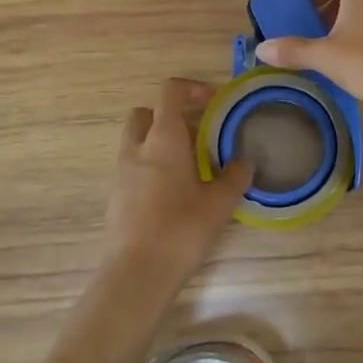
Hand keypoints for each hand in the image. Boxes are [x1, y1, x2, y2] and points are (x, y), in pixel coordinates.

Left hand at [104, 79, 252, 284]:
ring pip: (136, 140)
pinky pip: (133, 167)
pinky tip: (174, 191)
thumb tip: (245, 161)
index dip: (192, 87)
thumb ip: (235, 176)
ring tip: (188, 163)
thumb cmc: (181, 230)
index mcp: (163, 139)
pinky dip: (151, 167)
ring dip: (159, 141)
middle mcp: (137, 148)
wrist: (136, 275)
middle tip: (197, 132)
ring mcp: (122, 173)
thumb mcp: (220, 202)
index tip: (215, 101)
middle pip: (145, 113)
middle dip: (169, 114)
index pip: (170, 92)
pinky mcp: (116, 197)